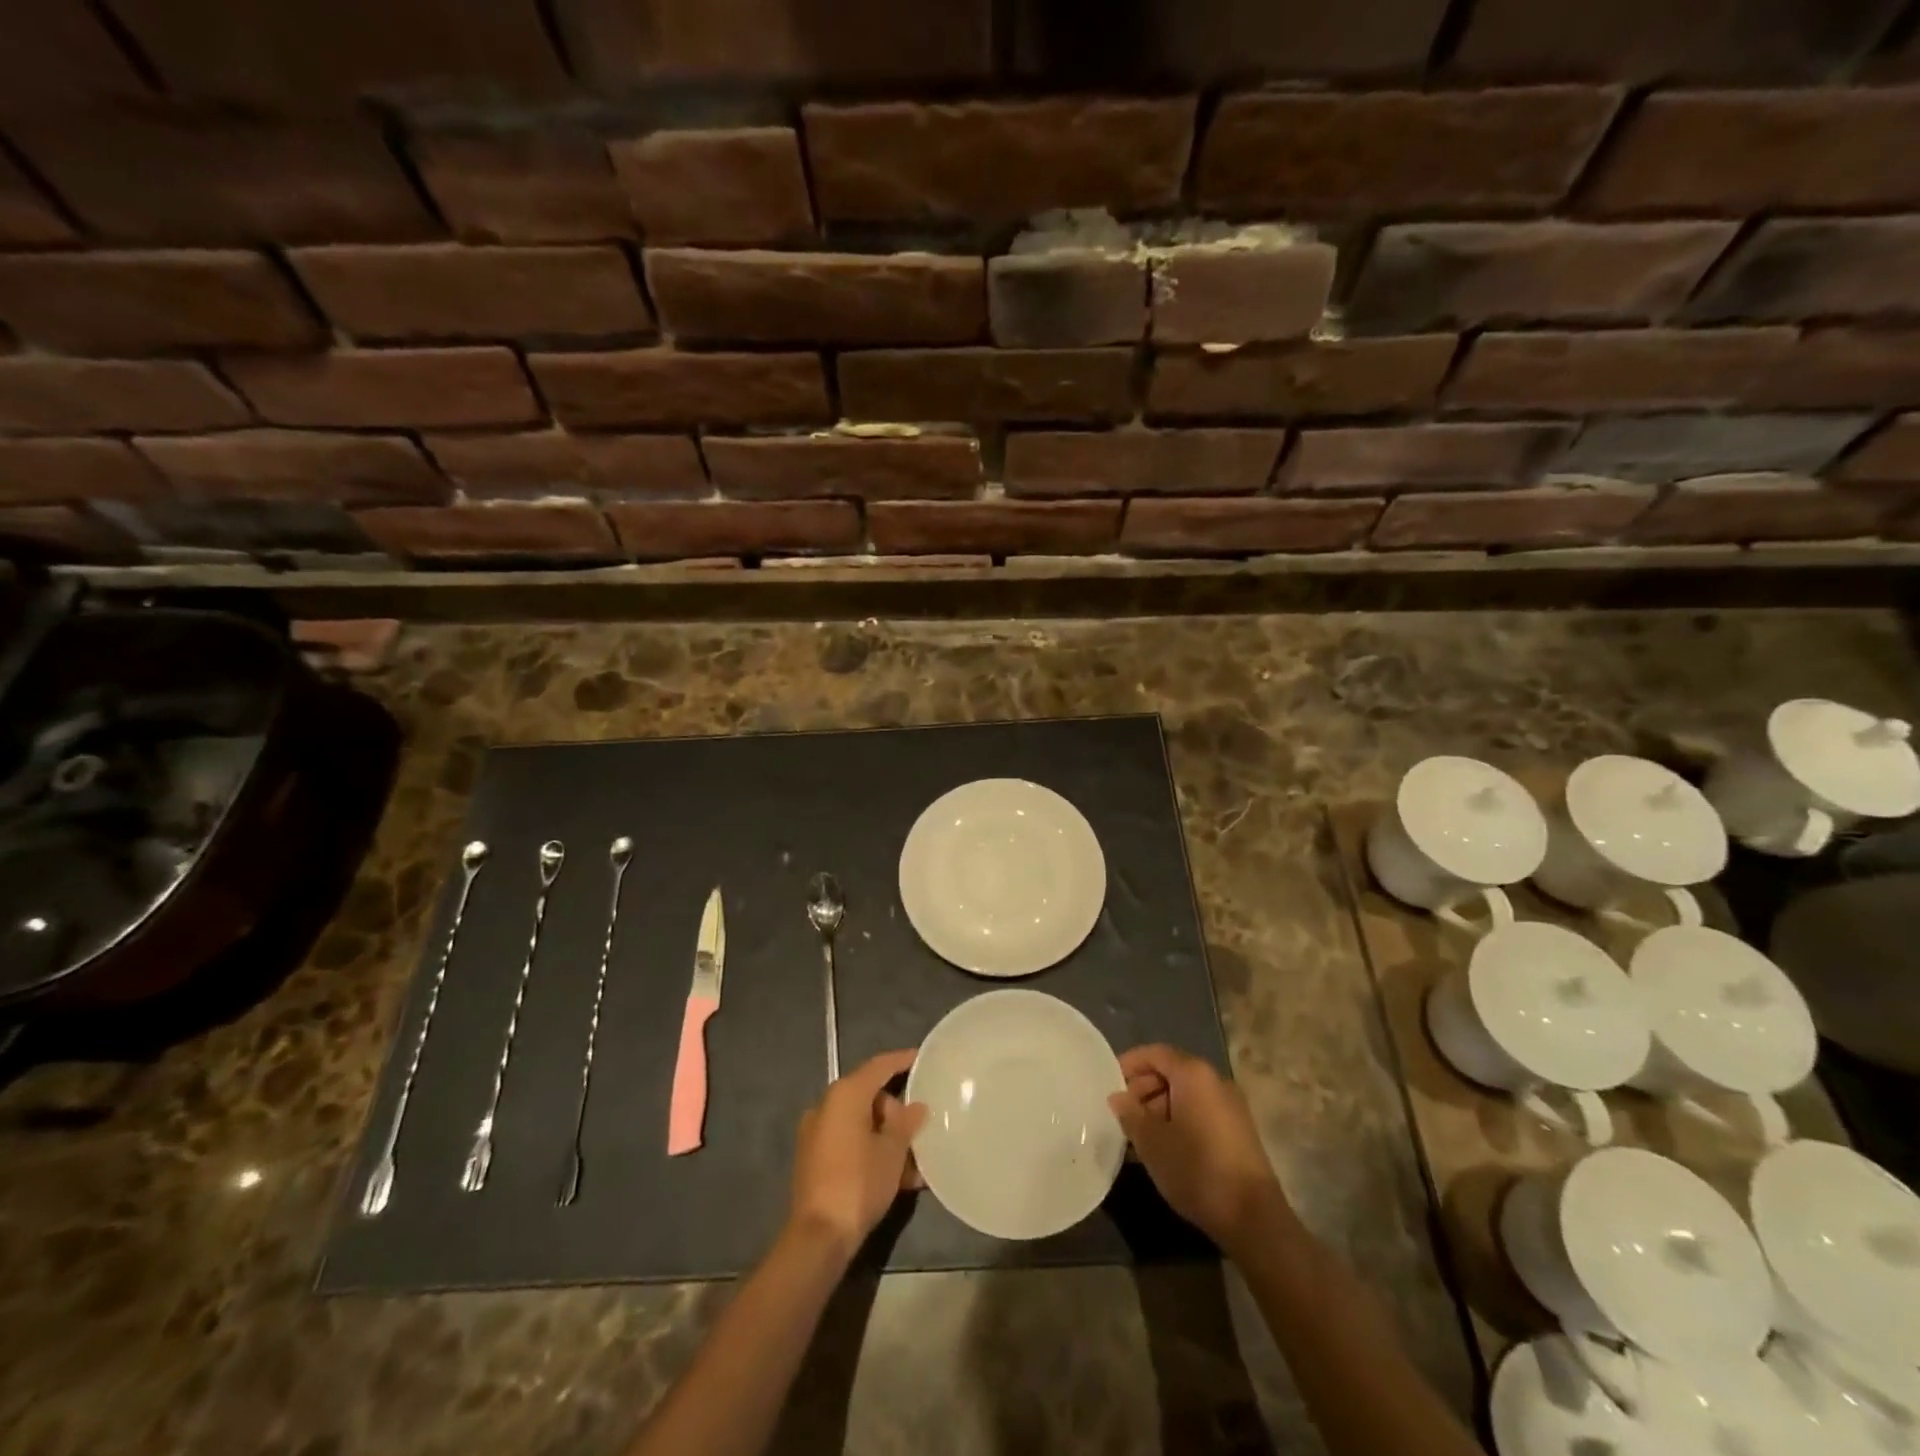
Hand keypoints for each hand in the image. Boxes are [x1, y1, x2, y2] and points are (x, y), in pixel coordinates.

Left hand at [788, 1049, 926, 1258]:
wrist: (819, 1236)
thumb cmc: (859, 1183)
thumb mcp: (892, 1152)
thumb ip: (905, 1123)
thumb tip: (916, 1106)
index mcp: (845, 1095)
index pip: (879, 1066)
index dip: (902, 1060)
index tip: (922, 1058)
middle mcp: (826, 1106)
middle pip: (869, 1094)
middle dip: (896, 1110)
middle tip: (921, 1127)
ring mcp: (816, 1133)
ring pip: (860, 1122)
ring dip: (886, 1136)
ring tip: (914, 1160)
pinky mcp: (813, 1158)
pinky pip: (849, 1142)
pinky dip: (870, 1150)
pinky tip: (896, 1175)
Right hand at [1108, 1044, 1290, 1255]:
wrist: (1253, 1218)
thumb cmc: (1196, 1168)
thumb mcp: (1152, 1142)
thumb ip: (1130, 1114)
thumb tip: (1118, 1097)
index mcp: (1194, 1074)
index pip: (1155, 1053)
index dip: (1129, 1064)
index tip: (1109, 1084)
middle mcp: (1215, 1081)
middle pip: (1171, 1072)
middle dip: (1143, 1089)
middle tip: (1122, 1114)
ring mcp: (1230, 1107)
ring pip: (1185, 1095)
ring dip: (1159, 1109)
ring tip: (1138, 1137)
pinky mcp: (1238, 1131)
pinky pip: (1200, 1112)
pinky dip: (1178, 1121)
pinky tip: (1163, 1149)